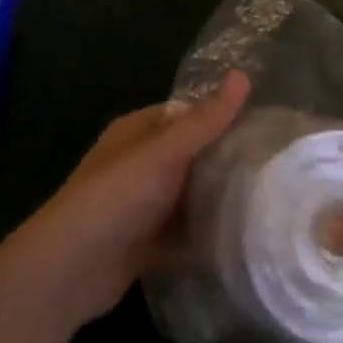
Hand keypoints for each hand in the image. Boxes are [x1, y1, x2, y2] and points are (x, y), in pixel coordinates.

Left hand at [4, 70, 251, 332]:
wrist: (70, 268)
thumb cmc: (117, 196)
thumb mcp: (165, 151)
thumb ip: (206, 120)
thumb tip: (244, 74)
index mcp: (138, 132)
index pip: (186, 115)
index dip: (220, 117)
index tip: (263, 127)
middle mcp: (137, 165)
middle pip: (189, 158)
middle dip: (223, 163)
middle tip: (272, 168)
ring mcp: (139, 207)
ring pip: (186, 199)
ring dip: (214, 203)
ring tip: (267, 204)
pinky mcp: (142, 246)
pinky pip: (180, 237)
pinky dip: (201, 240)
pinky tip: (238, 243)